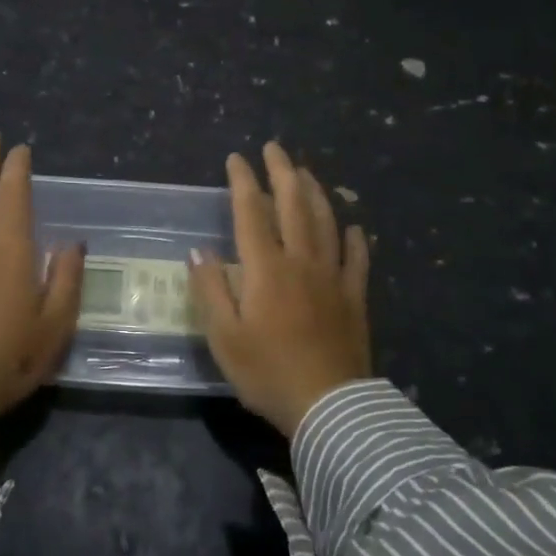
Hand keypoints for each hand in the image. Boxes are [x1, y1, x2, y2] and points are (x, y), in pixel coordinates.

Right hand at [190, 141, 369, 437]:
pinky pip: (357, 258)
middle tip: (275, 148)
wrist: (330, 408)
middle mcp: (301, 261)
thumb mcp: (224, 337)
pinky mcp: (355, 297)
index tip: (237, 158)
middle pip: (293, 205)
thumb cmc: (268, 372)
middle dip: (283, 172)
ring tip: (307, 172)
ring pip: (326, 222)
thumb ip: (210, 290)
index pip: (251, 212)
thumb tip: (198, 251)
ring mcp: (333, 277)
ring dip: (316, 192)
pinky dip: (355, 238)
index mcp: (266, 268)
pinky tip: (354, 226)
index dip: (243, 182)